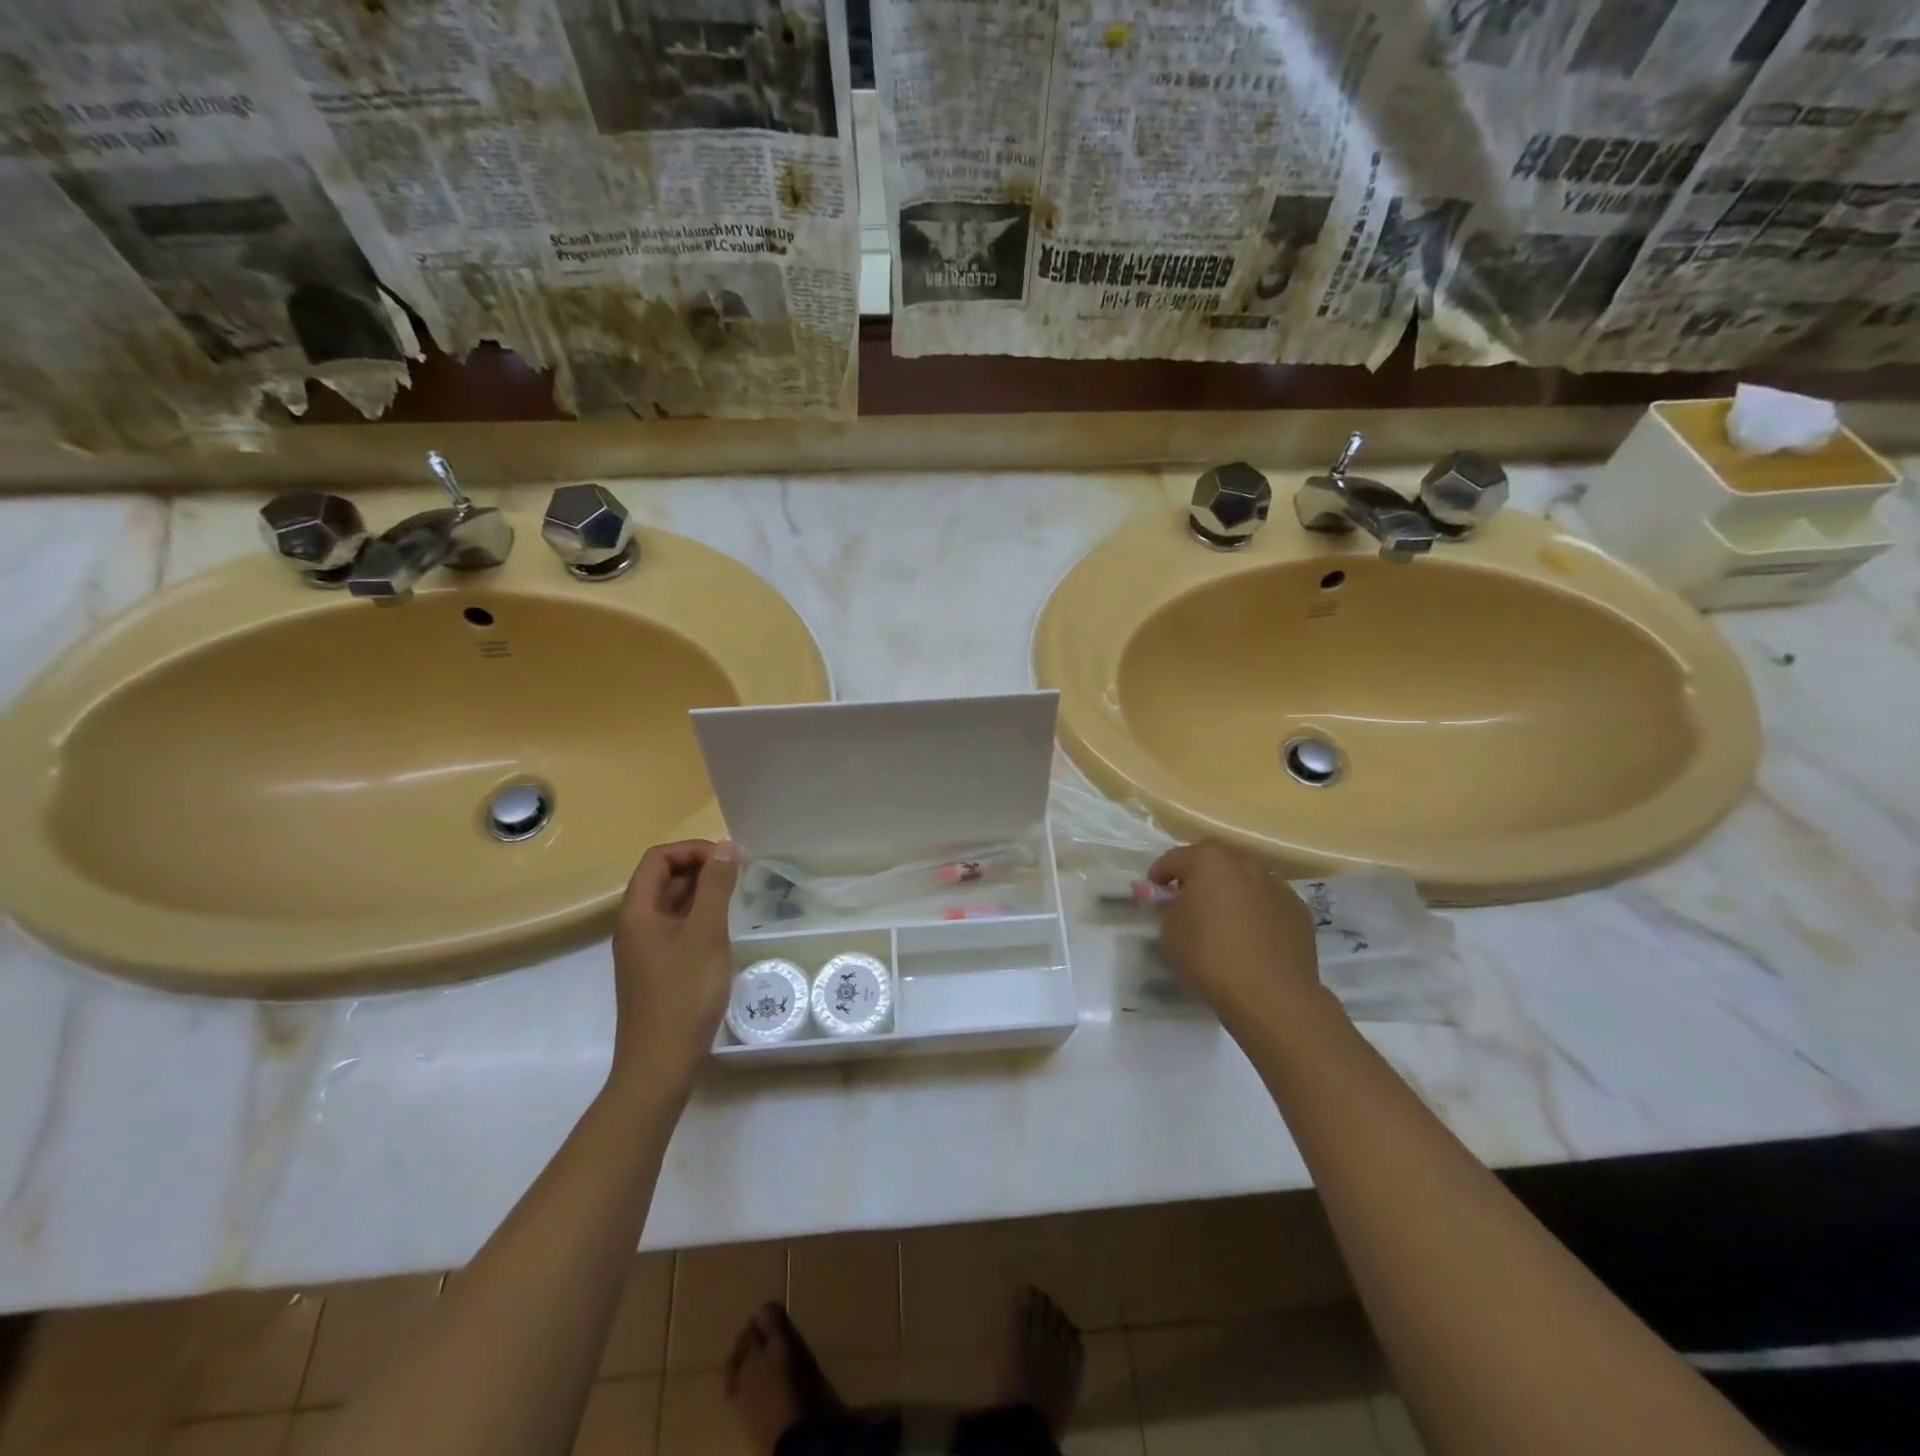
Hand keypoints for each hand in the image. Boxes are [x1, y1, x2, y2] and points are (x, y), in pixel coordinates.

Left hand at [610, 839, 740, 1093]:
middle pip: (663, 879)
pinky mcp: (657, 970)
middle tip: (740, 875)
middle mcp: (635, 926)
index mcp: (637, 912)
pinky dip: (699, 918)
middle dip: (700, 868)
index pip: (658, 859)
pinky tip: (723, 931)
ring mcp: (644, 950)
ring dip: (702, 893)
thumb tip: (727, 847)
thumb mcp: (706, 934)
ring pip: (671, 905)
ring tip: (737, 898)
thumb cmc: (684, 994)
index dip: (693, 850)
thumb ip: (716, 887)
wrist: (660, 1064)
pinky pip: (676, 928)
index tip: (729, 859)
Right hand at [1148, 841, 1325, 1029]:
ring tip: (1222, 919)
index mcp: (1209, 861)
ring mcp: (1276, 885)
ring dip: (1229, 891)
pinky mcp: (1298, 909)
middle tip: (1187, 900)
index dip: (1160, 873)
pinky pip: (1267, 902)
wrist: (1271, 995)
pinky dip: (1255, 910)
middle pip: (1214, 862)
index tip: (1154, 890)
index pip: (1174, 858)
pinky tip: (1250, 936)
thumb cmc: (1210, 957)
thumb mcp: (1169, 932)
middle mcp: (1245, 863)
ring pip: (1244, 880)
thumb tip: (1172, 900)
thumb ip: (1166, 907)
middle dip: (1198, 876)